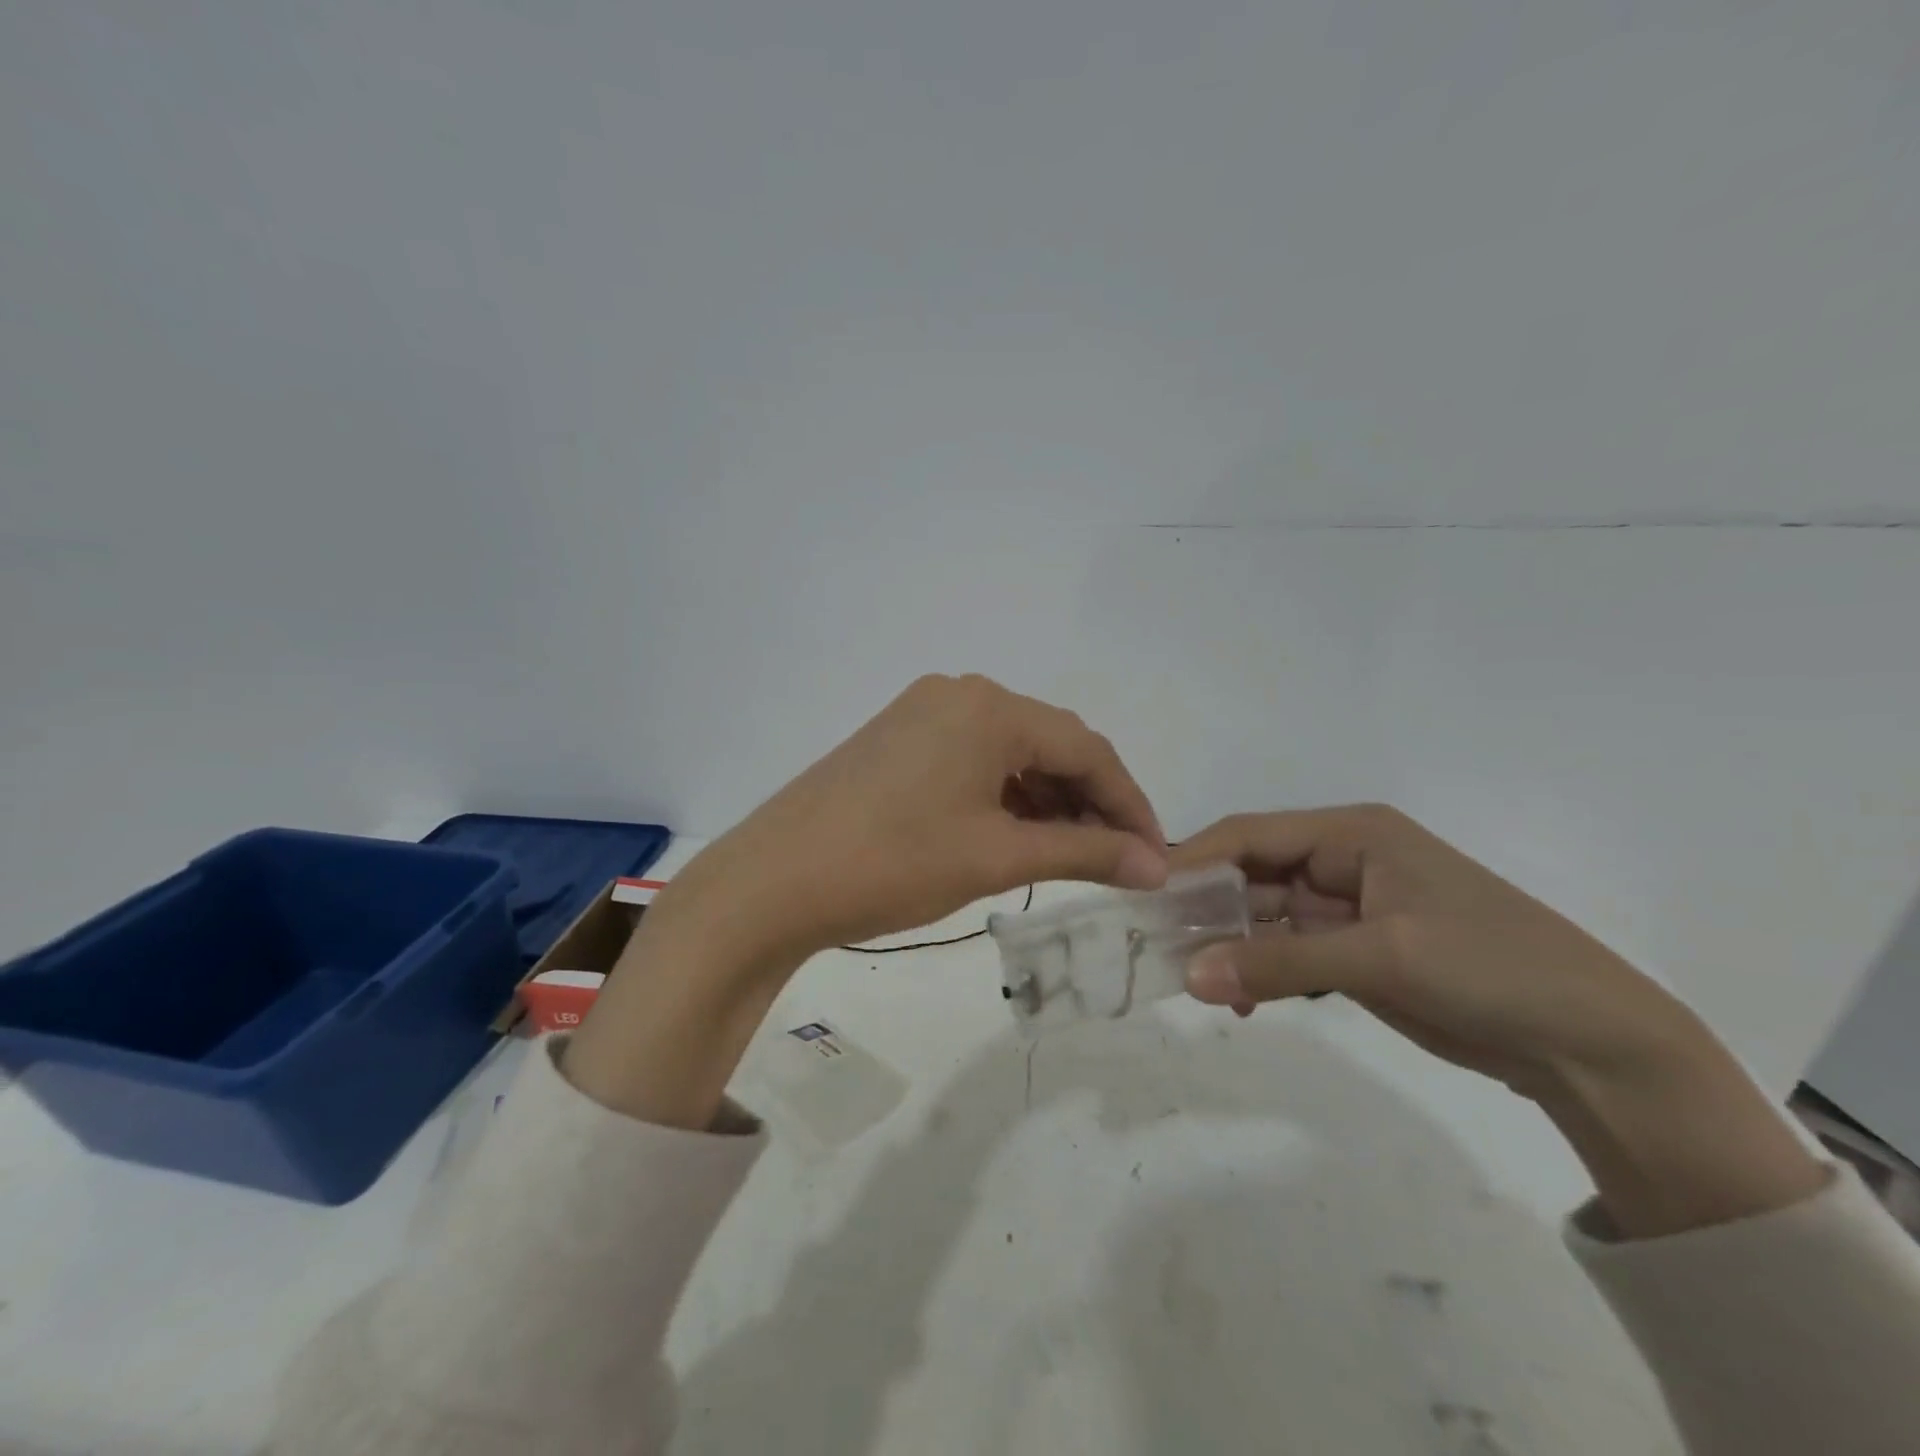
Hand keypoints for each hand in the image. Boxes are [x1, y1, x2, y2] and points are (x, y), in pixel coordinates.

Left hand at [679, 672, 1168, 959]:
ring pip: (1010, 753)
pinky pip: (973, 759)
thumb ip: (1085, 853)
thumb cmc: (894, 864)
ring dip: (1048, 800)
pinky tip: (1018, 834)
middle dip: (1090, 801)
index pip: (1087, 748)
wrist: (774, 882)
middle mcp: (959, 692)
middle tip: (1118, 860)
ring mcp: (923, 712)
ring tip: (1073, 855)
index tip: (1156, 854)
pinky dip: (1005, 796)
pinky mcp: (898, 738)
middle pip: (1049, 744)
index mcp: (989, 706)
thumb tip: (1155, 866)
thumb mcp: (997, 857)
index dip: (1129, 802)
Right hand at [1172, 805, 1687, 1099]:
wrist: (1593, 1043)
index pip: (1251, 834)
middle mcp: (1344, 861)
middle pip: (1252, 875)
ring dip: (1231, 946)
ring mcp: (1350, 910)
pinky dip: (1261, 972)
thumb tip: (1187, 976)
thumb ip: (1278, 963)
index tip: (1144, 890)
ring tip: (1192, 980)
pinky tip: (1240, 1001)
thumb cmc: (1488, 967)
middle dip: (1206, 908)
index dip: (1194, 858)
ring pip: (1266, 918)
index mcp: (1352, 834)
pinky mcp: (1358, 953)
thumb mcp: (1380, 957)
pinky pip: (1289, 954)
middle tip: (1157, 943)